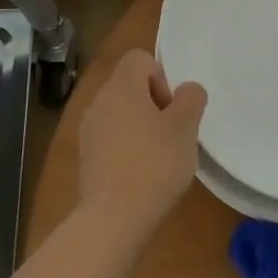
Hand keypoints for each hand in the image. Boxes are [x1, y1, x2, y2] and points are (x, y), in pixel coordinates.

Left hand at [77, 50, 207, 245]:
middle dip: (154, 102)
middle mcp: (99, 101)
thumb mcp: (186, 127)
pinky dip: (127, 145)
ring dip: (141, 125)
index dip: (161, 77)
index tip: (171, 109)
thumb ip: (191, 98)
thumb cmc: (154, 164)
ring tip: (159, 154)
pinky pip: (112, 136)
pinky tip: (142, 171)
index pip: (140, 58)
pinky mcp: (86, 156)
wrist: (113, 218)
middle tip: (171, 133)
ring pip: (121, 112)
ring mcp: (89, 130)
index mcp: (121, 87)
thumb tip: (187, 90)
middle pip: (130, 85)